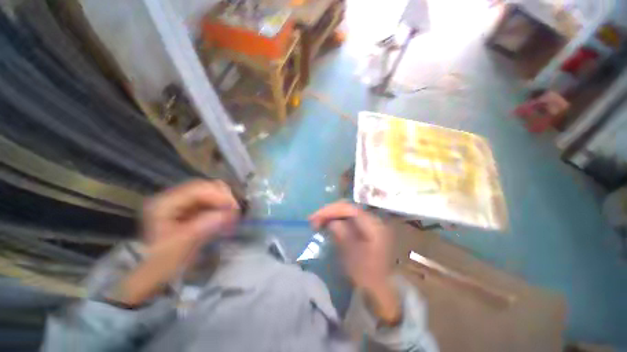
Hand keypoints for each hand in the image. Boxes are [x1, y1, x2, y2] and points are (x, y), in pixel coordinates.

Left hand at [116, 180, 239, 305]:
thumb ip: (203, 228)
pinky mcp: (194, 207)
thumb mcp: (182, 245)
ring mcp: (185, 201)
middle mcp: (175, 197)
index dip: (217, 195)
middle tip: (236, 211)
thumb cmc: (165, 260)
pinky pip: (214, 201)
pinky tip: (229, 216)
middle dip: (224, 197)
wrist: (160, 269)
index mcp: (164, 204)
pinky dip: (224, 206)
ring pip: (212, 192)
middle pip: (206, 187)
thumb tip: (227, 214)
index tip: (233, 208)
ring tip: (234, 215)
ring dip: (226, 201)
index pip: (196, 190)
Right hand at [309, 202, 399, 323]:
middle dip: (329, 211)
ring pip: (346, 210)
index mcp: (374, 224)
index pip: (349, 209)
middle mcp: (373, 218)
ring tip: (317, 221)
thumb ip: (342, 235)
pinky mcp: (364, 225)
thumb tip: (330, 221)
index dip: (330, 211)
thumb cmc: (367, 274)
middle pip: (347, 207)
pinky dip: (336, 218)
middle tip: (313, 219)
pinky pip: (348, 216)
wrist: (381, 286)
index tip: (314, 218)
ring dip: (331, 214)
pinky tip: (327, 223)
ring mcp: (369, 221)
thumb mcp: (352, 256)